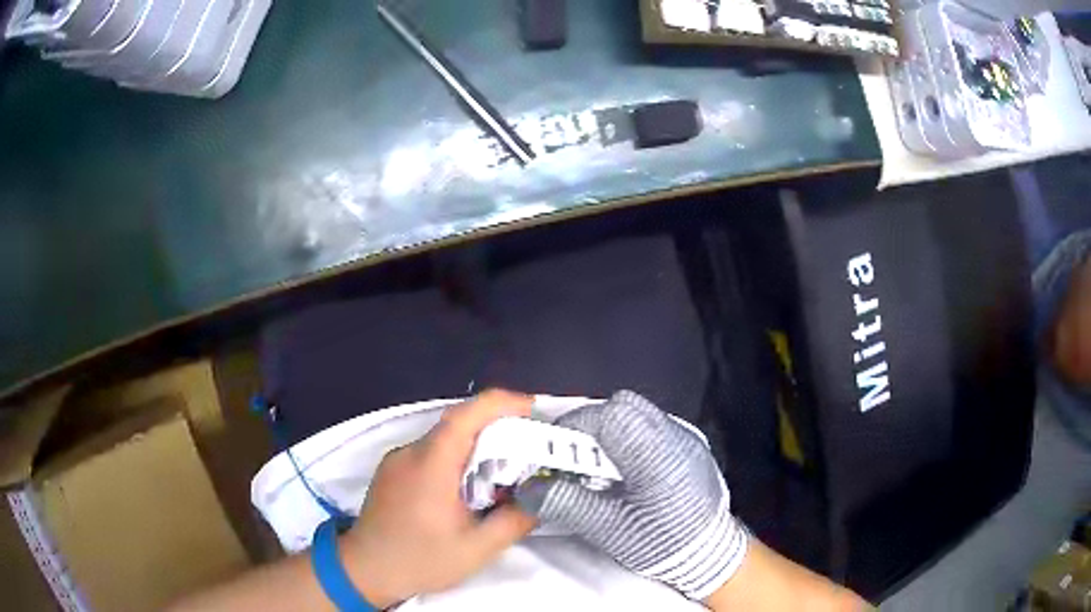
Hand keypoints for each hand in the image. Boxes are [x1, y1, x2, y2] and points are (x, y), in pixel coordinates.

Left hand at [341, 390, 537, 607]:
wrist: (364, 570)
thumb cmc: (420, 560)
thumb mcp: (477, 549)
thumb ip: (514, 521)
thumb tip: (539, 497)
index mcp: (432, 463)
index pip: (467, 414)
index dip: (503, 403)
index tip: (533, 409)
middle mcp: (411, 451)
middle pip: (458, 423)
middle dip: (497, 428)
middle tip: (529, 448)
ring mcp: (397, 459)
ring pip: (444, 438)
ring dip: (475, 445)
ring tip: (501, 472)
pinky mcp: (391, 471)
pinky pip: (429, 452)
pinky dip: (455, 457)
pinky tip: (466, 487)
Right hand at [516, 391, 747, 600]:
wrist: (711, 553)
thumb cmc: (663, 544)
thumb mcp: (610, 530)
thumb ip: (567, 503)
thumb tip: (527, 487)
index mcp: (655, 456)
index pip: (609, 415)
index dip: (574, 427)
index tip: (555, 452)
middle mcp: (673, 436)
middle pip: (623, 405)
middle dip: (590, 426)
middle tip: (574, 459)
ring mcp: (684, 437)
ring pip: (636, 411)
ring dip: (608, 430)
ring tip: (597, 465)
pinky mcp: (687, 444)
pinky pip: (649, 423)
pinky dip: (626, 436)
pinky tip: (623, 467)